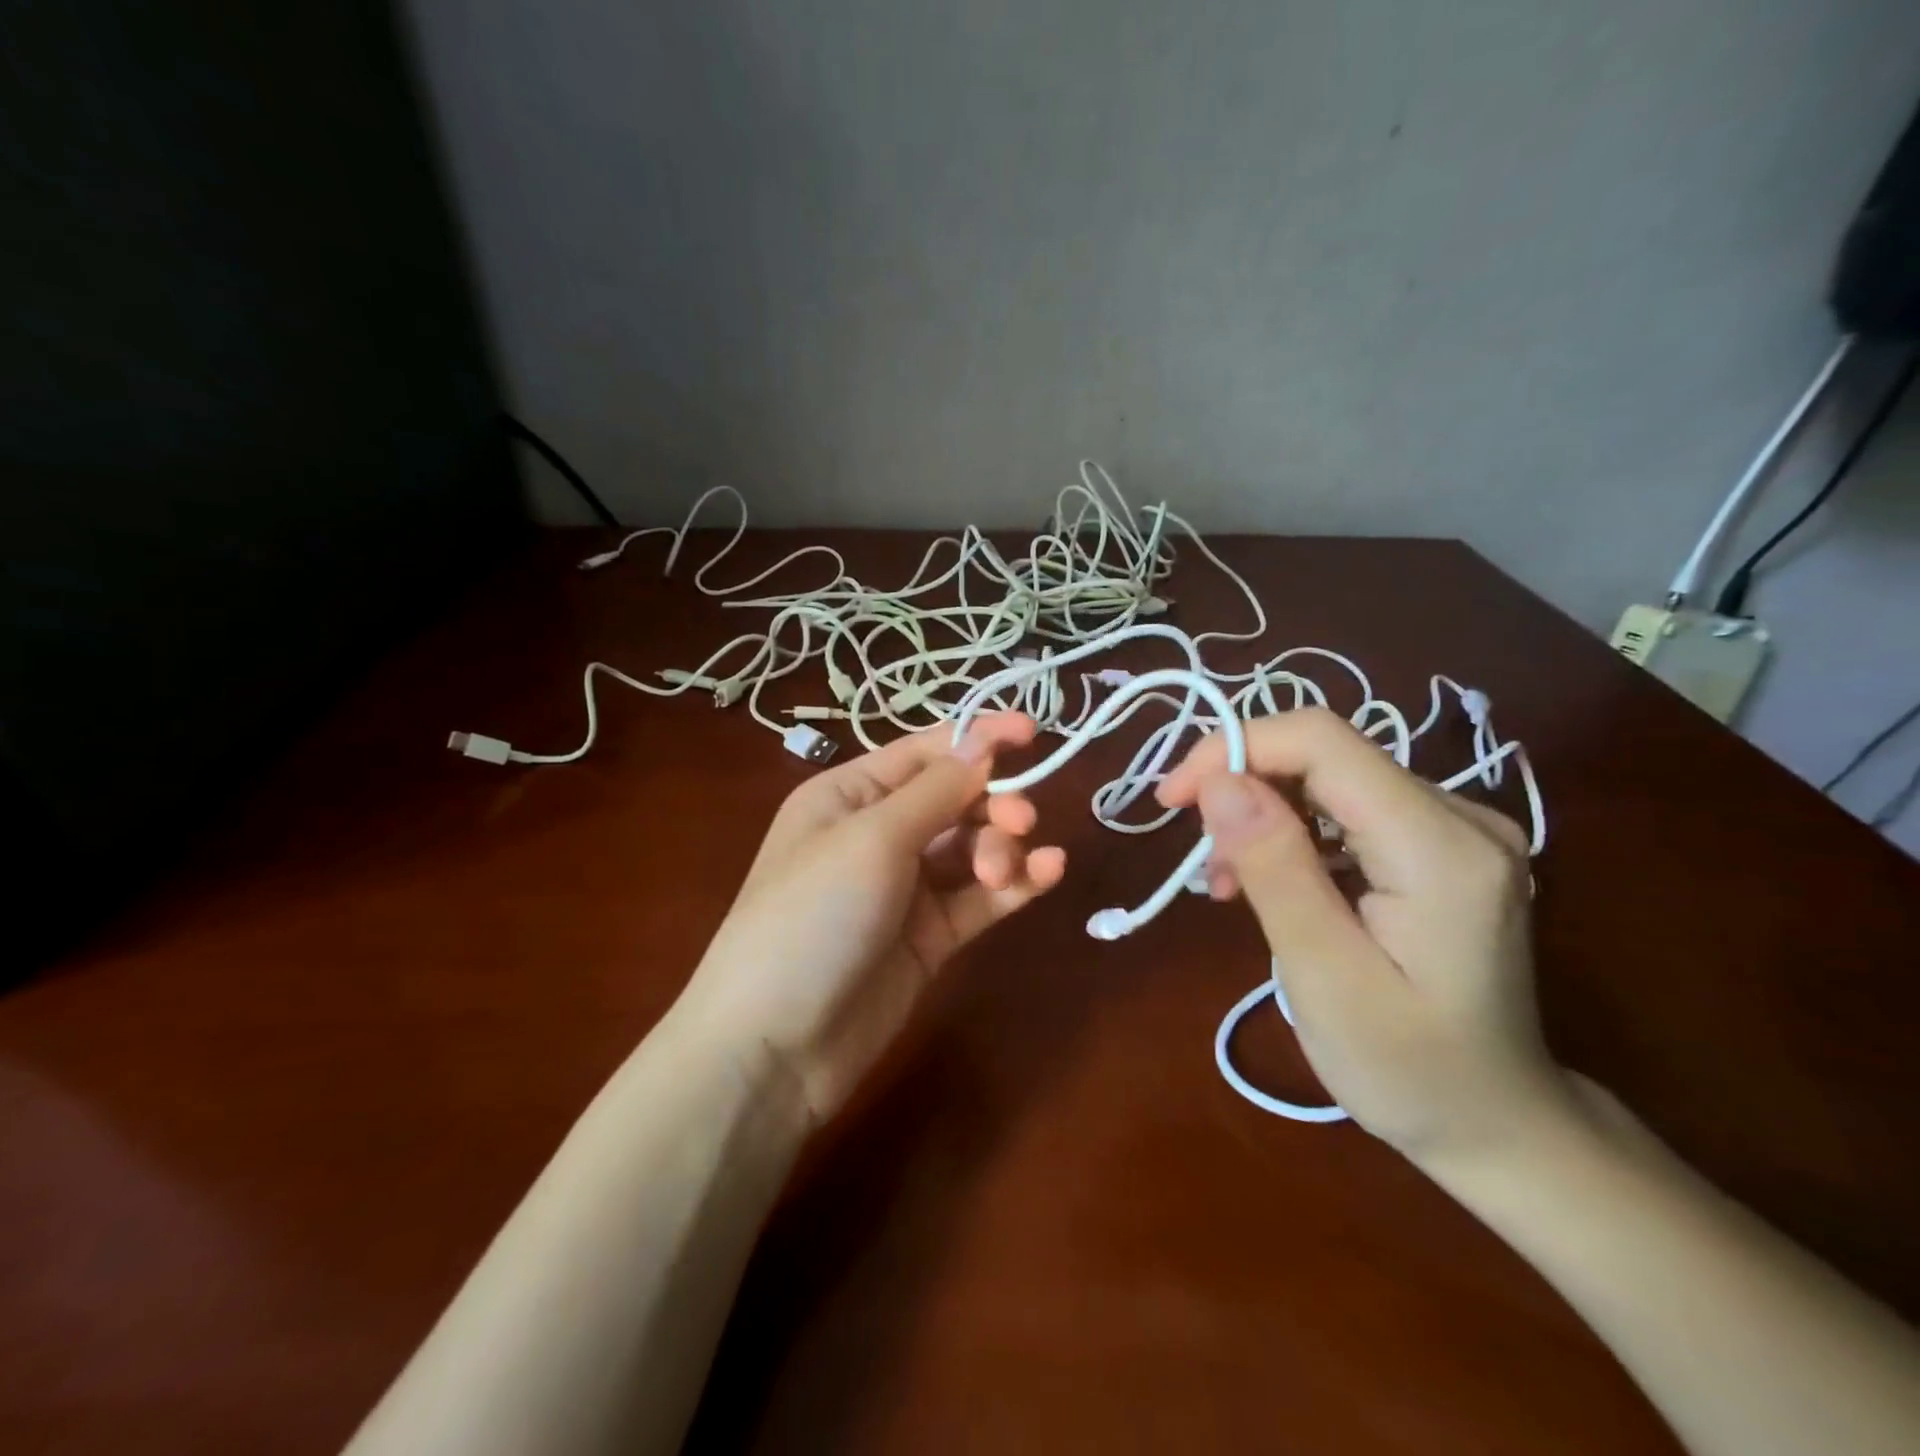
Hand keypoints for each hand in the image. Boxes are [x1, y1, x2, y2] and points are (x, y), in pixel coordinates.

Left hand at [677, 713, 1066, 1124]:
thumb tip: (983, 745)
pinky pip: (979, 898)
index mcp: (849, 795)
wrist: (775, 1046)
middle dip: (992, 803)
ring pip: (972, 847)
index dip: (978, 738)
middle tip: (1020, 821)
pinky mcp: (930, 936)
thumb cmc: (812, 917)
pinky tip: (1049, 872)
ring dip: (1000, 847)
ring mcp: (906, 888)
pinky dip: (1014, 883)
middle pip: (955, 799)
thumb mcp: (871, 840)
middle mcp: (877, 833)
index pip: (924, 752)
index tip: (1033, 731)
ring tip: (1003, 872)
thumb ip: (936, 792)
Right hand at [1157, 707, 1575, 1165]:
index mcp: (1440, 847)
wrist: (1499, 1123)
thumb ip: (1276, 870)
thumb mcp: (1326, 978)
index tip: (1174, 800)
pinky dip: (1292, 834)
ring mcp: (1456, 827)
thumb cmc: (1410, 1070)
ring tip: (1227, 884)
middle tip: (1201, 862)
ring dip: (1261, 815)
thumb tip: (1218, 782)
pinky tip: (1269, 882)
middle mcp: (1460, 815)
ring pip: (1328, 779)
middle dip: (1243, 789)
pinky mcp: (1439, 844)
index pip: (1322, 742)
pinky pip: (1346, 808)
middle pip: (1324, 755)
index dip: (1236, 748)